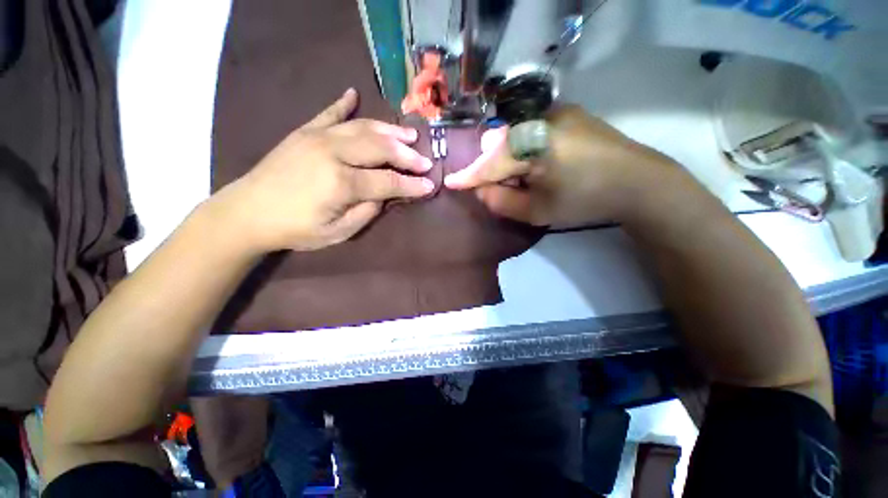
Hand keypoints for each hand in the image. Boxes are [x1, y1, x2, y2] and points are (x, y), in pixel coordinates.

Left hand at [218, 88, 434, 251]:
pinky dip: (344, 104)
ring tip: (410, 133)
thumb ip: (366, 213)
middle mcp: (333, 154)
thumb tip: (384, 196)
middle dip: (408, 155)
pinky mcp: (304, 132)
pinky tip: (354, 94)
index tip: (430, 185)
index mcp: (342, 183)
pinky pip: (329, 113)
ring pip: (363, 127)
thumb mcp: (337, 232)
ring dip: (390, 130)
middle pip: (381, 148)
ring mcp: (317, 138)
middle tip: (425, 160)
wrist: (247, 212)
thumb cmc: (295, 229)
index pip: (388, 181)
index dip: (412, 184)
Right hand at [444, 105, 679, 227]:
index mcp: (535, 144)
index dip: (470, 175)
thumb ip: (502, 201)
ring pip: (515, 137)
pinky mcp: (569, 113)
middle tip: (506, 188)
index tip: (451, 182)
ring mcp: (557, 112)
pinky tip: (541, 164)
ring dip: (512, 159)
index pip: (491, 163)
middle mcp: (542, 119)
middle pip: (501, 145)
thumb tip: (481, 189)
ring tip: (527, 179)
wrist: (640, 183)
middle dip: (495, 168)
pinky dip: (526, 149)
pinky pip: (532, 131)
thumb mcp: (538, 212)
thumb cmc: (585, 201)